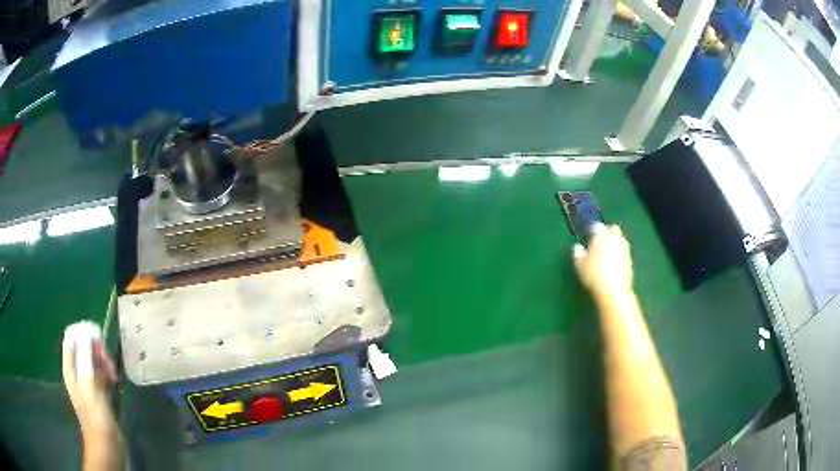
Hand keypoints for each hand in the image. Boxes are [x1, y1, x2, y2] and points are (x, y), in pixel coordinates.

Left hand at [62, 323, 118, 439]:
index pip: (72, 336)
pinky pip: (100, 371)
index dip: (84, 332)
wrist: (106, 441)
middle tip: (109, 361)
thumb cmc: (95, 413)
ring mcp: (86, 380)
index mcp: (70, 366)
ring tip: (114, 373)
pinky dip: (107, 371)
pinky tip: (115, 379)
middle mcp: (76, 370)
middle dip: (96, 348)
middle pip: (83, 345)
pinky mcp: (97, 390)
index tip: (99, 340)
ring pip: (93, 358)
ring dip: (103, 360)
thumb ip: (85, 355)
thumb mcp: (88, 383)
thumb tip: (87, 330)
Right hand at [572, 224, 633, 299]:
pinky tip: (613, 263)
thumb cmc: (594, 275)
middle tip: (599, 241)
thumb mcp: (580, 265)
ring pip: (620, 239)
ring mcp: (624, 248)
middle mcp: (615, 238)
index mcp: (602, 236)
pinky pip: (624, 251)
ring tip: (606, 252)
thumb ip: (578, 253)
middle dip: (607, 231)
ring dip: (614, 242)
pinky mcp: (630, 259)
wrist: (613, 291)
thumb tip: (577, 248)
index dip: (591, 230)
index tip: (588, 236)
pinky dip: (619, 253)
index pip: (596, 226)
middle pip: (613, 228)